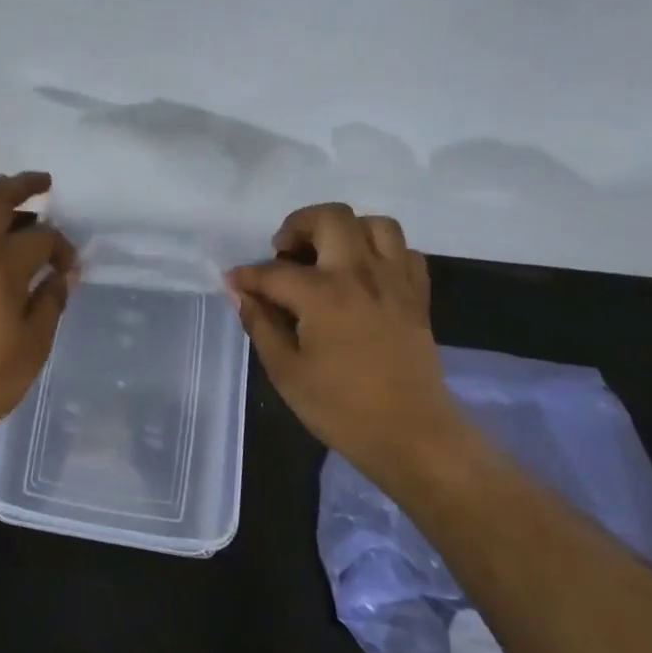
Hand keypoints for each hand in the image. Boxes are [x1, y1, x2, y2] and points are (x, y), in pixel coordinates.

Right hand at [226, 203, 470, 486]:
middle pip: (330, 217)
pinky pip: (403, 251)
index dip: (247, 275)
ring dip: (345, 230)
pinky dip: (381, 252)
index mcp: (323, 294)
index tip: (233, 281)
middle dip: (298, 226)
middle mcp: (360, 274)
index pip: (274, 271)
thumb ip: (261, 325)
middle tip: (285, 253)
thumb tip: (240, 293)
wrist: (412, 435)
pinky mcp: (417, 295)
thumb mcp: (286, 372)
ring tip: (327, 256)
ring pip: (374, 224)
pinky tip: (364, 275)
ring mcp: (395, 280)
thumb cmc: (341, 409)